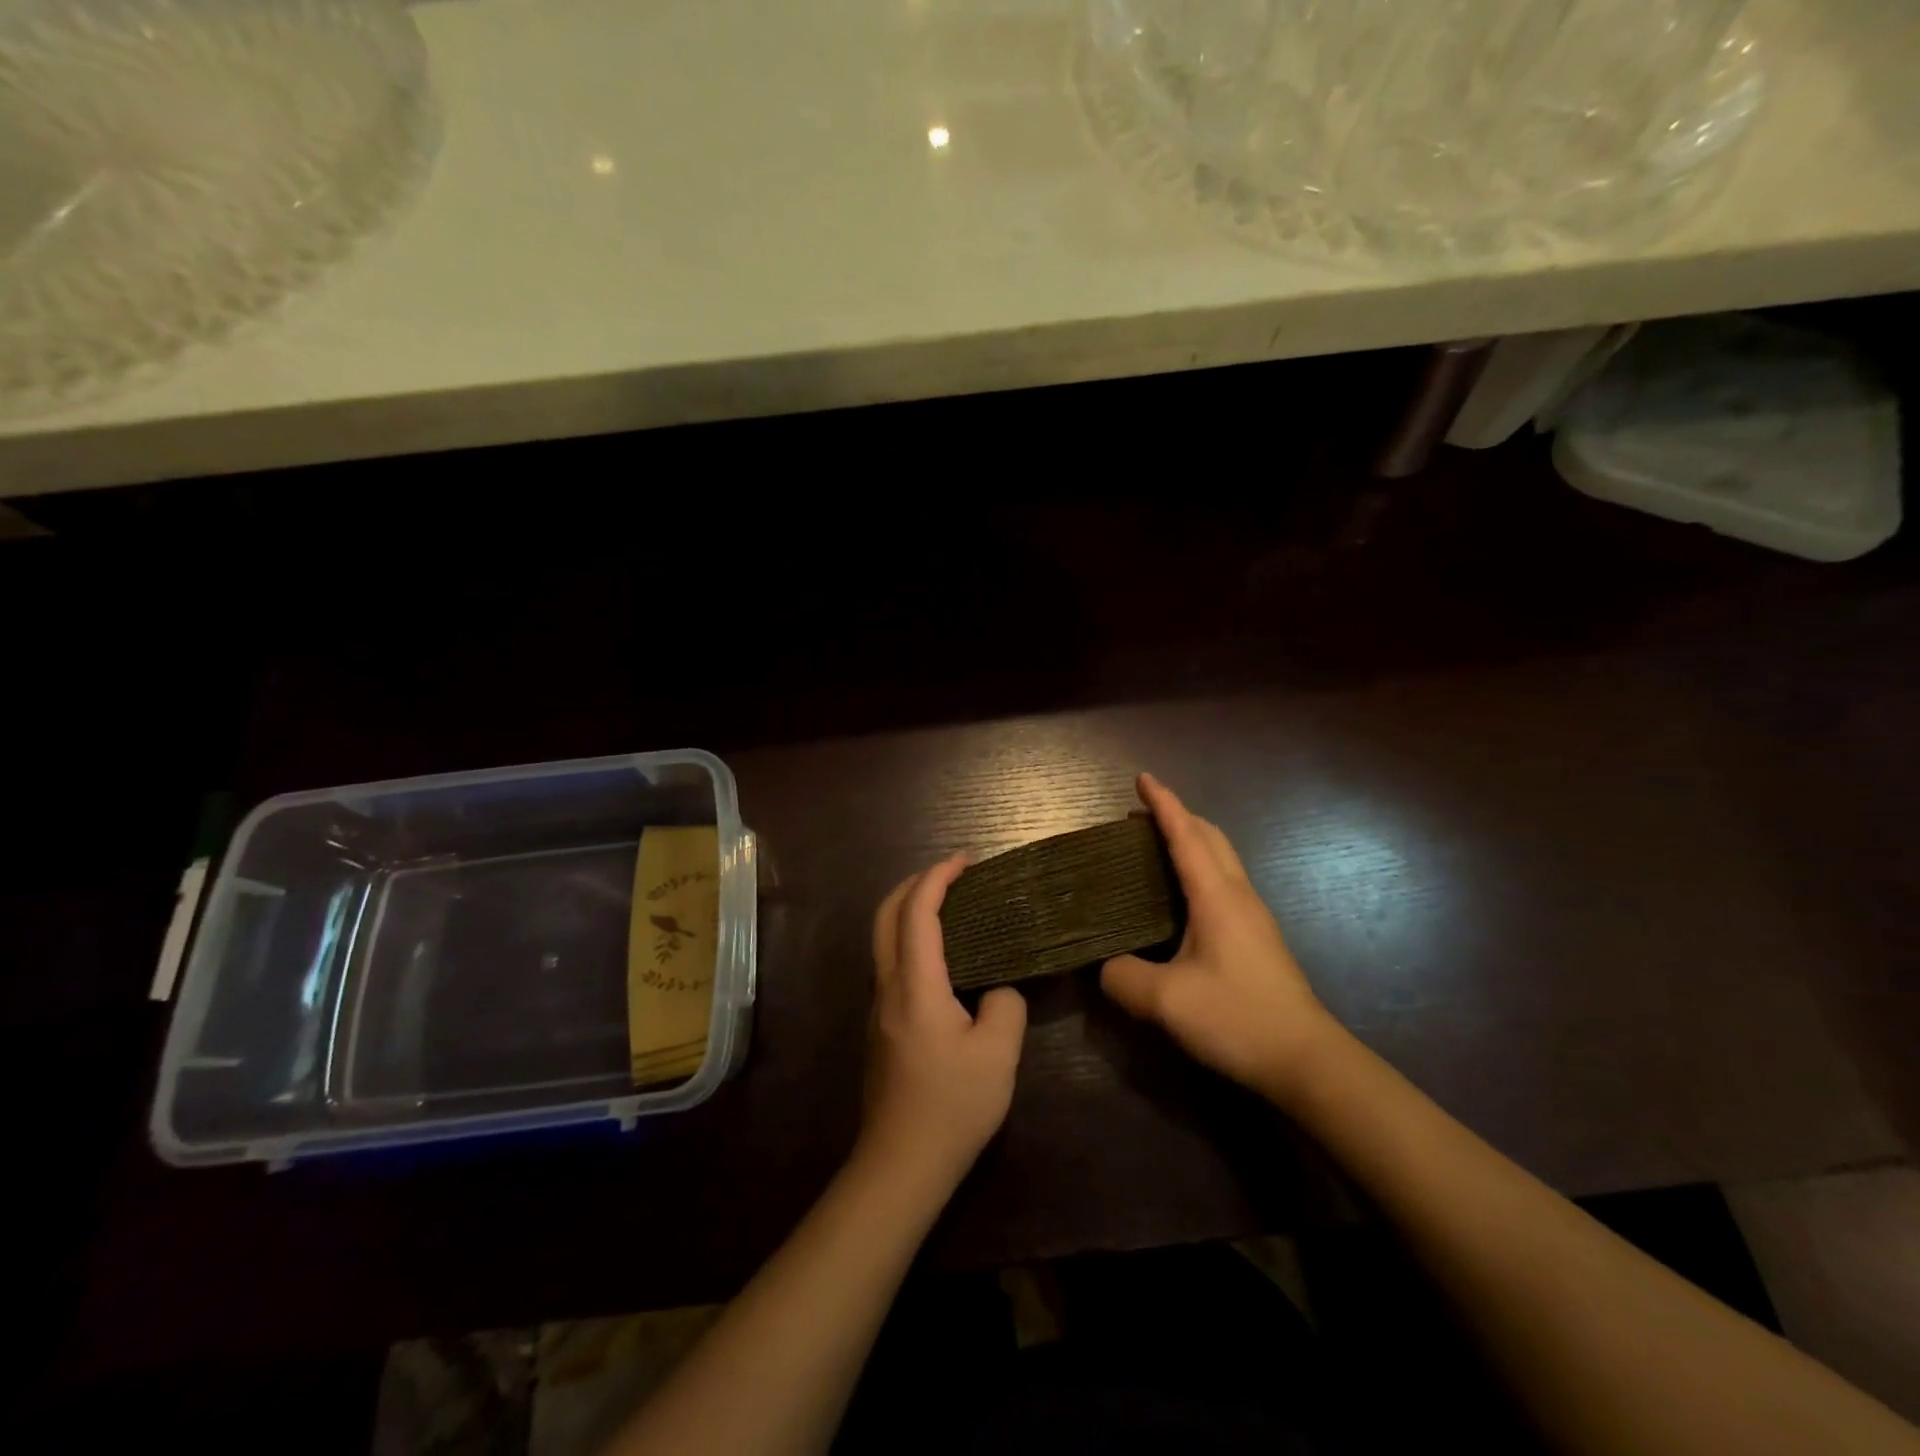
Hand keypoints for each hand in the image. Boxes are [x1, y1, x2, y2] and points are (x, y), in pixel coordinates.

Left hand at [860, 854, 1027, 1185]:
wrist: (900, 1164)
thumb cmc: (951, 1106)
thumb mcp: (998, 1055)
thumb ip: (1005, 1006)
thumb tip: (998, 990)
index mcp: (915, 984)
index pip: (917, 911)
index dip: (938, 877)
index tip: (966, 860)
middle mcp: (887, 986)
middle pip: (886, 914)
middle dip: (915, 882)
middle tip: (952, 874)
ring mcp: (878, 1006)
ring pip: (883, 938)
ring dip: (909, 910)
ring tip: (949, 907)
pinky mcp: (880, 1025)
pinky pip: (890, 962)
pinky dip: (909, 938)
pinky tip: (941, 956)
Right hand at [1101, 773, 1334, 1102]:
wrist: (1305, 1060)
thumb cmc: (1236, 1018)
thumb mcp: (1165, 1001)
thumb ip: (1122, 977)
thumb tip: (1104, 966)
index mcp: (1216, 896)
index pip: (1186, 835)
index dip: (1163, 803)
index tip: (1142, 777)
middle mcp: (1238, 896)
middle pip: (1210, 837)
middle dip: (1178, 816)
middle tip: (1140, 815)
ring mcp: (1252, 917)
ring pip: (1221, 860)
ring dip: (1191, 841)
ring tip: (1155, 849)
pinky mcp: (1256, 938)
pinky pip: (1223, 883)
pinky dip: (1199, 869)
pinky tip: (1179, 898)